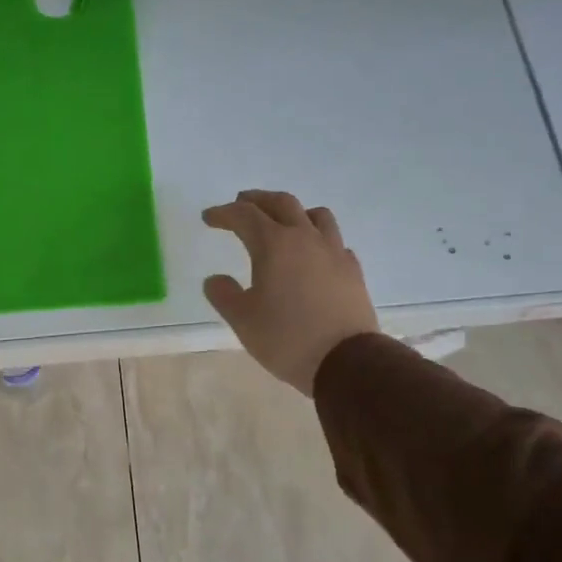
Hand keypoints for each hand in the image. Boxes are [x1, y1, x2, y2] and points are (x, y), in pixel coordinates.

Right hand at [202, 190, 378, 394]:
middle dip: (257, 200)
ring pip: (315, 215)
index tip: (209, 218)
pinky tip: (313, 255)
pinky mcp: (352, 270)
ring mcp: (334, 252)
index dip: (223, 213)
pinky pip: (334, 242)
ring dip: (294, 212)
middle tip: (241, 203)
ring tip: (283, 222)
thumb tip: (215, 279)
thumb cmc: (286, 338)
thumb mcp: (243, 320)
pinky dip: (318, 239)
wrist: (346, 361)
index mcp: (274, 244)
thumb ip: (224, 294)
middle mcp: (305, 238)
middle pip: (282, 203)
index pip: (244, 215)